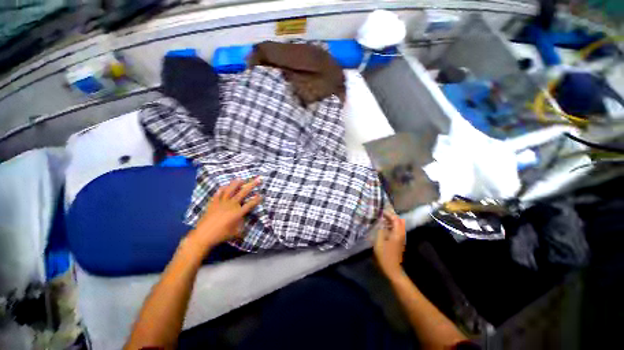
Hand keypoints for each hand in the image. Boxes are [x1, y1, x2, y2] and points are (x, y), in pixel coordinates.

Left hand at [188, 178, 262, 250]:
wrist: (203, 236)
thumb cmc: (221, 235)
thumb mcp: (236, 232)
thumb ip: (242, 224)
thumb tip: (244, 218)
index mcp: (238, 212)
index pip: (250, 204)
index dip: (257, 199)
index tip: (261, 195)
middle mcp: (231, 205)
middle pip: (243, 193)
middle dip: (251, 185)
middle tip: (258, 179)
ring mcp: (221, 203)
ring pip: (230, 190)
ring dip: (236, 184)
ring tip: (241, 178)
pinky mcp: (213, 203)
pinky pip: (218, 194)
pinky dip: (222, 189)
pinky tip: (224, 186)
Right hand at [374, 212, 406, 279]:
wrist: (392, 269)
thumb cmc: (385, 255)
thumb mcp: (379, 242)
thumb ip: (380, 230)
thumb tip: (381, 222)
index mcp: (397, 233)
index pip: (395, 219)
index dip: (389, 214)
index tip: (381, 211)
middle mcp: (401, 234)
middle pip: (398, 221)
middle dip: (391, 216)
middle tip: (381, 213)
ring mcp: (400, 238)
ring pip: (398, 225)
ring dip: (391, 220)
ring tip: (381, 218)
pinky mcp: (398, 241)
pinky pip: (396, 229)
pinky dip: (391, 225)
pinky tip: (383, 227)